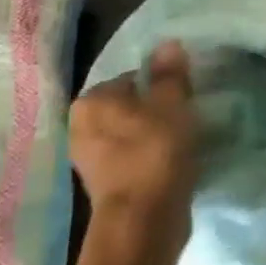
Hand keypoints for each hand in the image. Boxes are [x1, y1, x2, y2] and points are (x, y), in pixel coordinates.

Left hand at [69, 41, 200, 256]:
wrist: (143, 220)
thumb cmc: (155, 152)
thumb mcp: (172, 104)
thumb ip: (170, 74)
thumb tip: (167, 44)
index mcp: (91, 102)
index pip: (131, 77)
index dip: (161, 84)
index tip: (184, 97)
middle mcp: (80, 127)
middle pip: (128, 106)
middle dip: (154, 110)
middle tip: (185, 116)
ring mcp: (88, 159)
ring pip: (129, 133)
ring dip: (151, 134)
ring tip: (181, 140)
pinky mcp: (103, 184)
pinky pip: (130, 157)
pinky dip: (148, 156)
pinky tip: (170, 162)